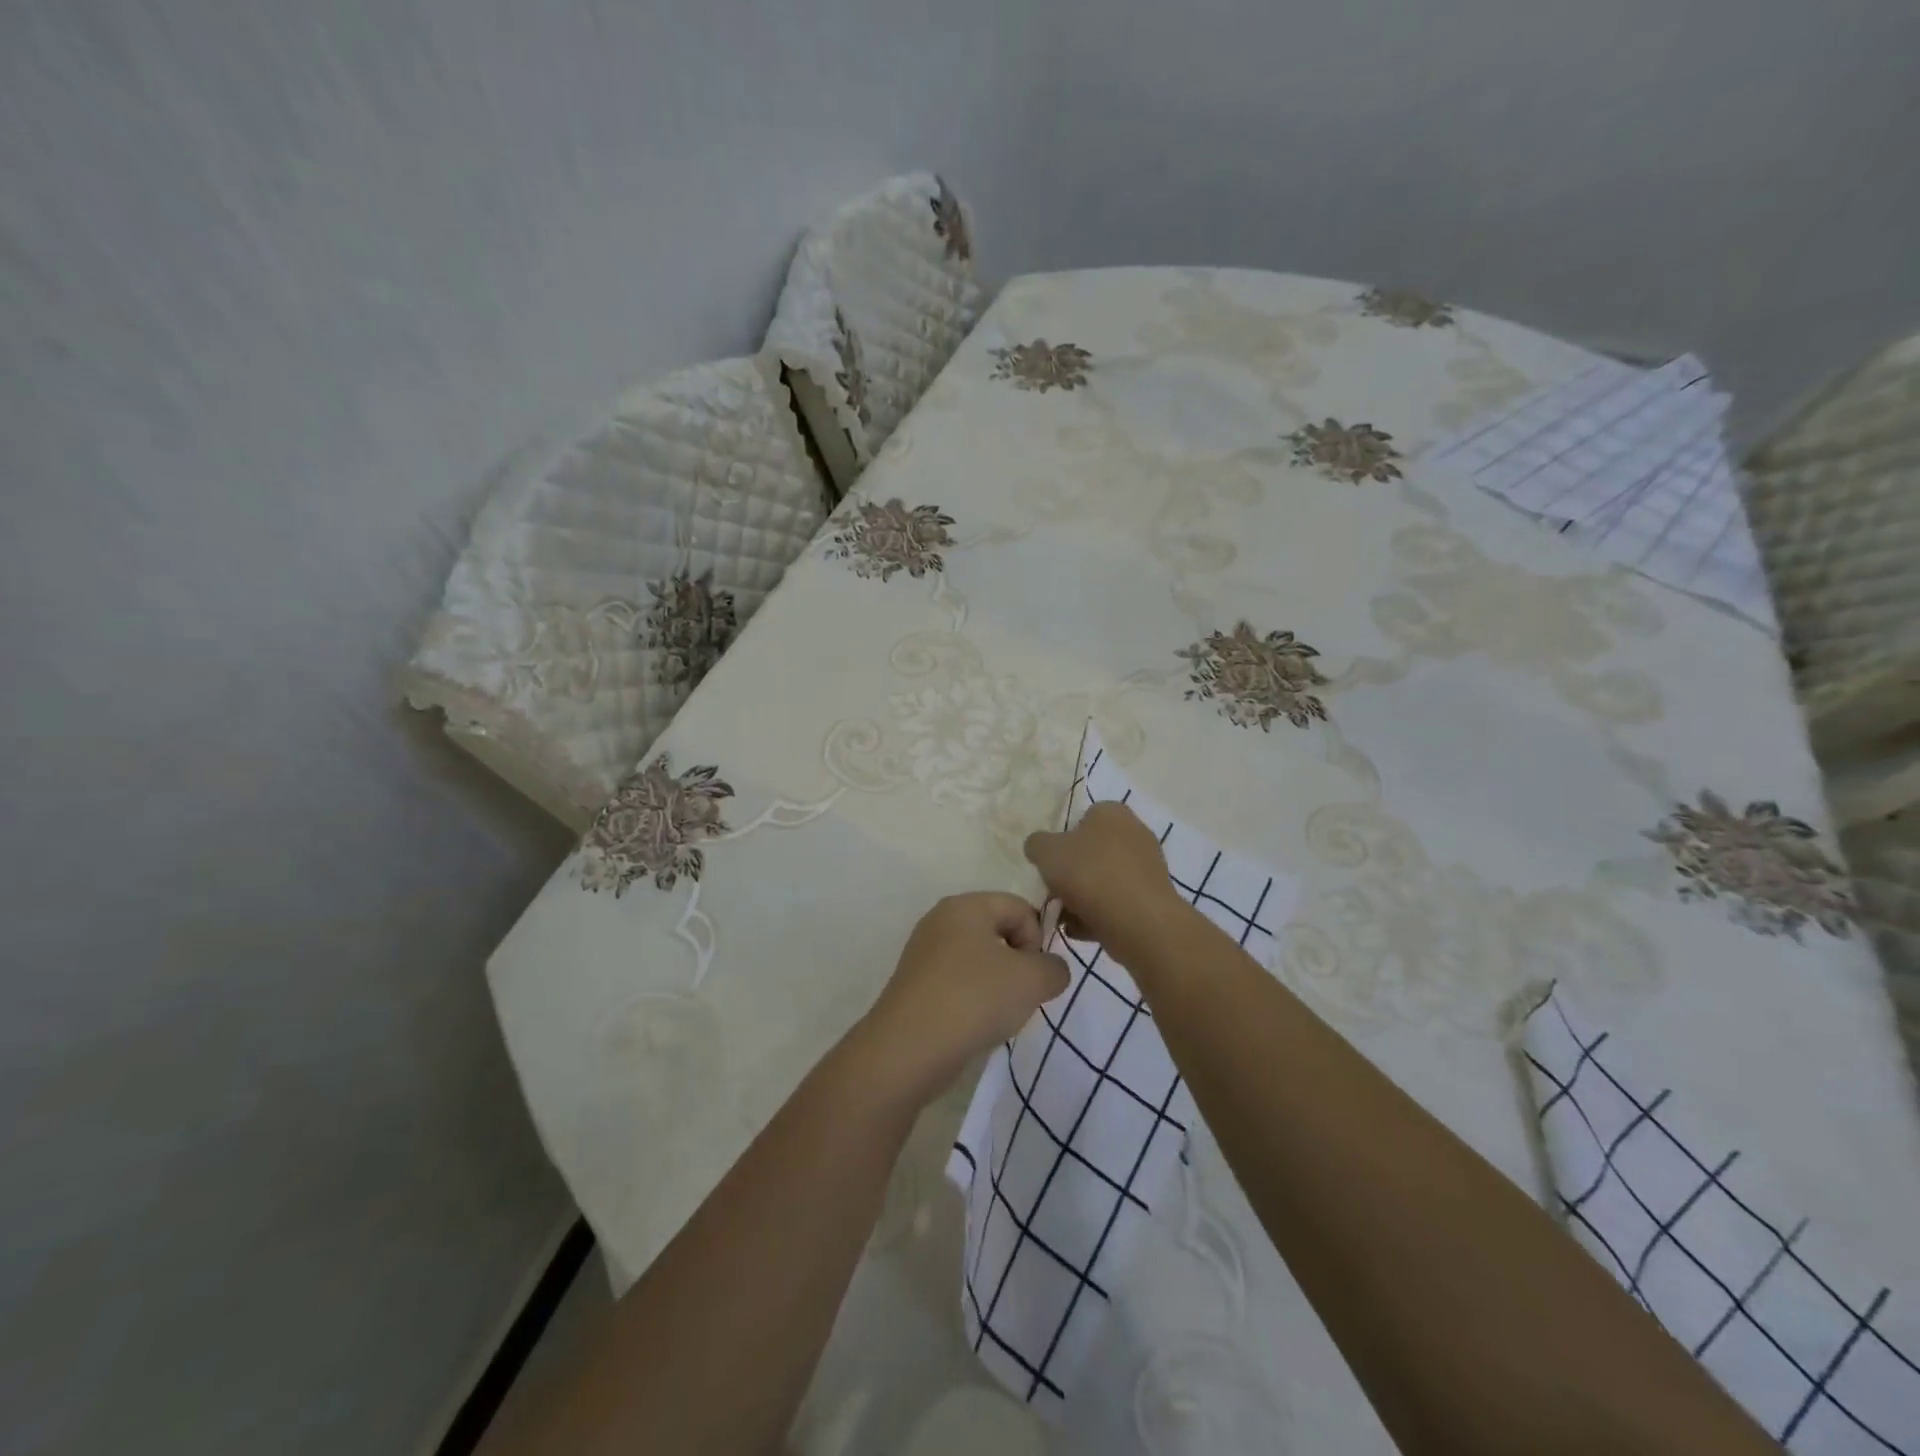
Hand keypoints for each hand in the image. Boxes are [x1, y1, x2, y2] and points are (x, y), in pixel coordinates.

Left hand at [852, 893, 1069, 1107]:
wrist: (909, 1049)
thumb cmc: (975, 998)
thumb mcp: (1033, 979)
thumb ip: (1055, 968)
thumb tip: (1049, 971)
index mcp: (965, 905)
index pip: (1019, 907)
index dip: (1038, 939)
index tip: (1036, 973)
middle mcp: (941, 921)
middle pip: (998, 932)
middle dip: (1019, 963)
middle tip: (1023, 995)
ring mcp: (924, 954)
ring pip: (980, 961)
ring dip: (999, 986)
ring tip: (999, 1014)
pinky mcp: (917, 986)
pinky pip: (959, 984)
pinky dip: (974, 1001)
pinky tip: (976, 1026)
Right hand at [1024, 801, 1186, 967]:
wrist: (1138, 921)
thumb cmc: (1089, 874)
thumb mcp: (1046, 852)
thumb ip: (1037, 844)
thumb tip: (1039, 847)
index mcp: (1111, 812)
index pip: (1082, 819)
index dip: (1062, 841)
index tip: (1050, 864)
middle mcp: (1135, 832)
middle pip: (1092, 852)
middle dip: (1072, 874)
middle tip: (1055, 893)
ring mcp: (1147, 867)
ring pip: (1103, 880)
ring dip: (1082, 898)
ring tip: (1065, 918)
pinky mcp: (1153, 898)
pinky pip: (1117, 903)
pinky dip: (1100, 915)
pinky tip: (1082, 930)